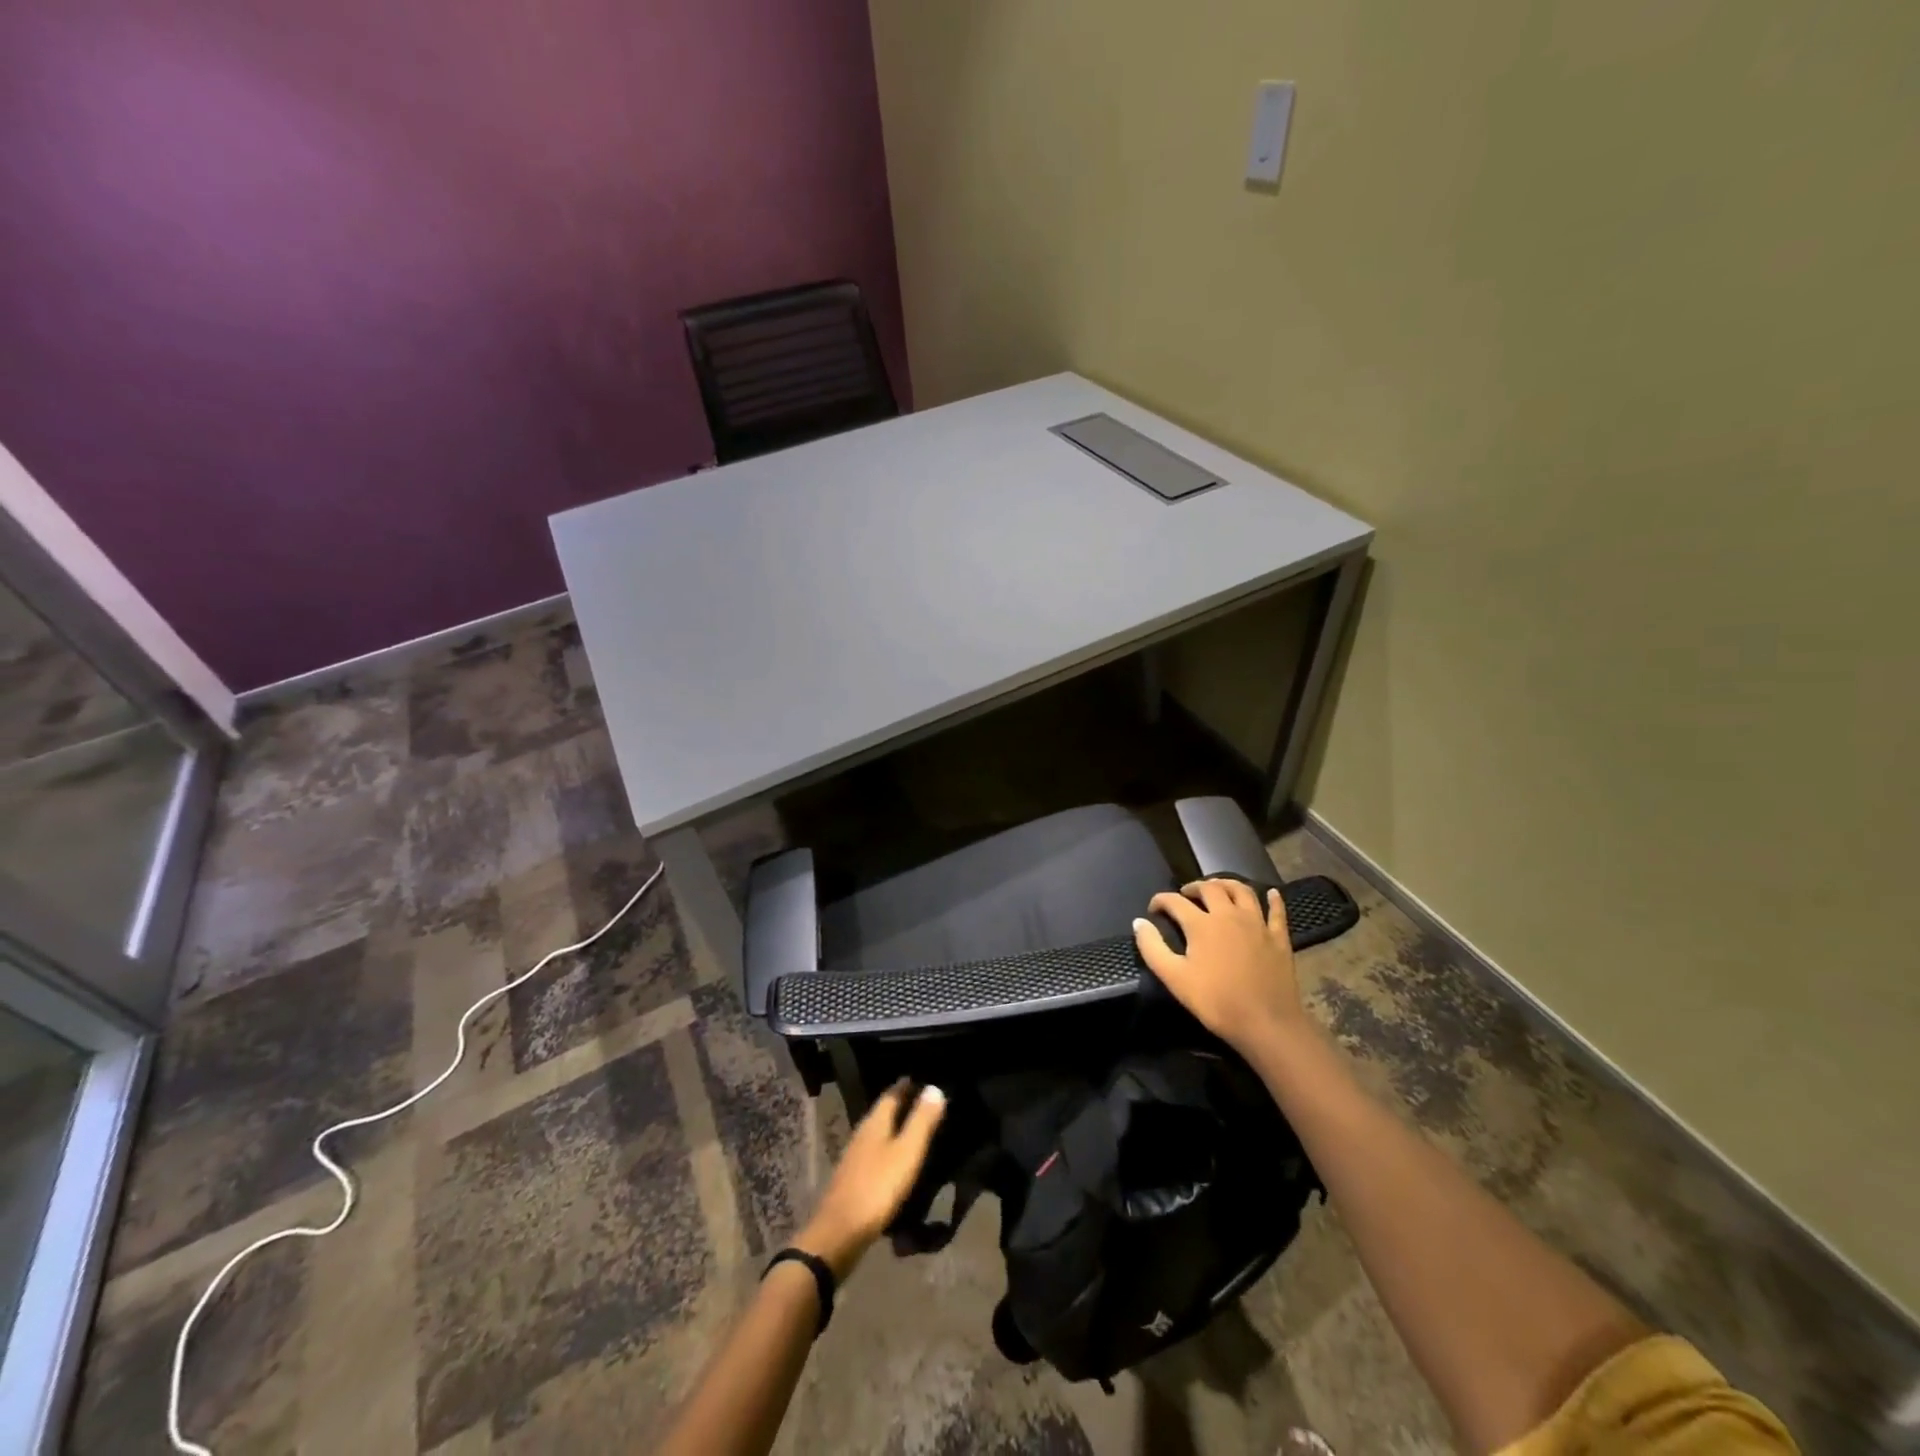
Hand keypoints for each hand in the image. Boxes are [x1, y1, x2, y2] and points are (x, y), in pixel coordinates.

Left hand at [796, 1081, 946, 1278]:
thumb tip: (934, 1087)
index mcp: (876, 1122)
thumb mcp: (907, 1152)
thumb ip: (921, 1121)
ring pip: (879, 1132)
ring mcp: (855, 1156)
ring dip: (895, 1127)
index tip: (924, 1078)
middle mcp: (863, 1132)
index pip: (893, 1093)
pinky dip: (889, 1149)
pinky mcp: (853, 1178)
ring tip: (916, 1129)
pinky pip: (876, 1153)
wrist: (839, 1233)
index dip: (908, 1085)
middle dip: (902, 1104)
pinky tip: (897, 1161)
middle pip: (884, 1111)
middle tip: (925, 1101)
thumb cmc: (877, 1188)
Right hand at [1133, 878, 1307, 1056]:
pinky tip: (1271, 894)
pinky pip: (1277, 911)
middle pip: (1210, 888)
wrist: (1267, 1023)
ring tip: (1218, 887)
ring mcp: (1257, 924)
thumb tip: (1139, 922)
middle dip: (1193, 887)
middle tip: (1185, 894)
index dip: (1161, 901)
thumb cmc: (1216, 1002)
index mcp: (1202, 924)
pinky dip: (1273, 899)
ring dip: (1227, 883)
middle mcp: (1229, 914)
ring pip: (1242, 890)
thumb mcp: (1175, 978)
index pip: (1175, 901)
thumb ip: (1152, 948)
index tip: (1153, 909)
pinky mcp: (1278, 937)